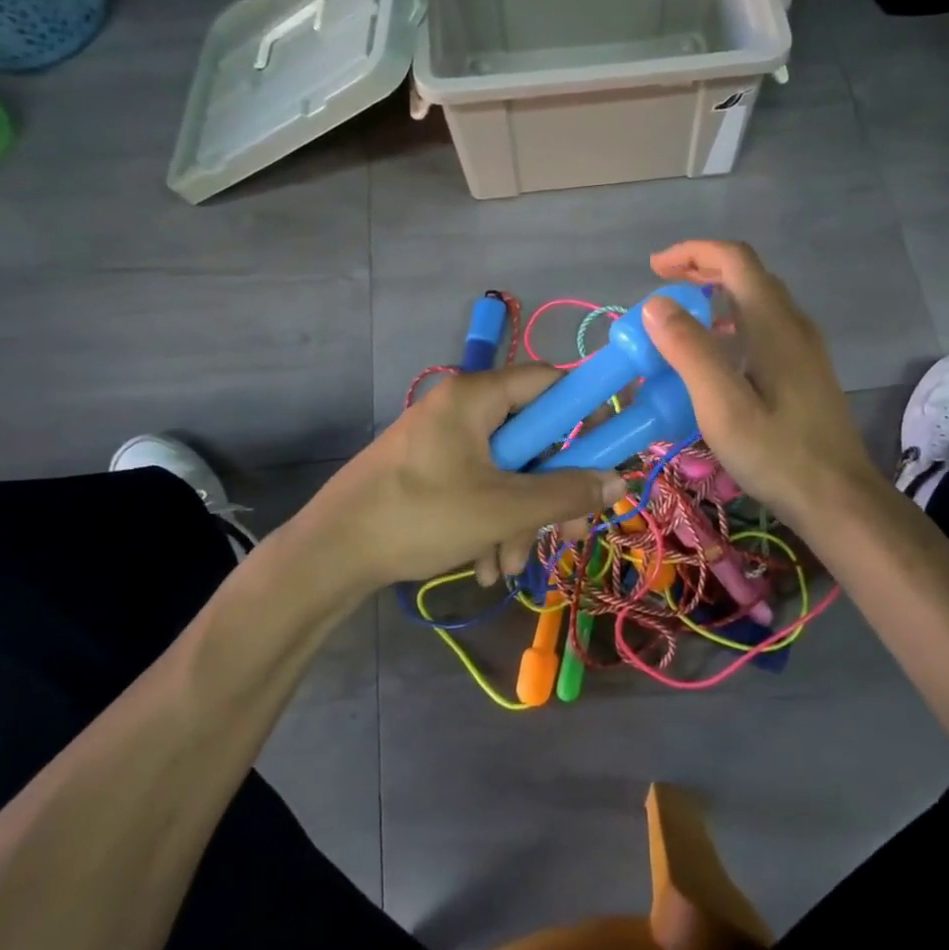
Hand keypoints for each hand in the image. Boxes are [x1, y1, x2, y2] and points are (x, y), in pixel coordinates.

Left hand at [287, 364, 626, 595]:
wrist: (330, 554)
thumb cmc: (420, 516)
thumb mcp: (502, 509)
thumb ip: (564, 493)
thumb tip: (617, 481)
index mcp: (478, 396)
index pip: (551, 382)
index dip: (585, 415)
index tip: (604, 457)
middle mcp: (463, 407)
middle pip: (532, 437)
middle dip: (548, 492)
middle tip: (564, 534)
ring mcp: (443, 440)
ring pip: (508, 470)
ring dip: (520, 519)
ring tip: (509, 567)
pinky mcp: (430, 469)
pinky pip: (479, 485)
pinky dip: (491, 521)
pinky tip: (486, 565)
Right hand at [644, 240, 883, 529]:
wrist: (839, 499)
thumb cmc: (777, 454)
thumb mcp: (723, 405)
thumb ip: (690, 351)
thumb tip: (657, 304)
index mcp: (774, 323)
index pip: (734, 259)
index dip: (692, 252)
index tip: (654, 268)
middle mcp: (793, 324)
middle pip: (747, 274)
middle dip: (701, 270)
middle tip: (661, 290)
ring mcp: (804, 348)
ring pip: (757, 300)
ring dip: (716, 296)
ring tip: (679, 322)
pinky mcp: (805, 371)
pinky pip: (764, 327)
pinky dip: (731, 322)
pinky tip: (714, 358)